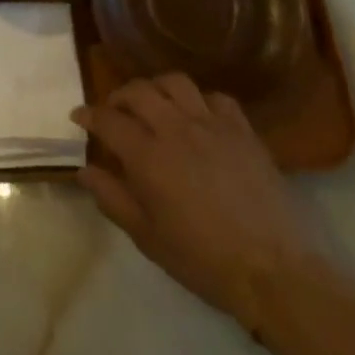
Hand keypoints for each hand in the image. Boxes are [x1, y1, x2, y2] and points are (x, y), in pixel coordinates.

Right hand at [73, 74, 334, 331]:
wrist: (275, 271)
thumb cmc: (203, 260)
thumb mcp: (147, 237)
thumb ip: (112, 199)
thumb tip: (84, 171)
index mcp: (147, 155)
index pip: (108, 119)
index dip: (89, 115)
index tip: (79, 118)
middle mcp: (176, 129)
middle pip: (139, 91)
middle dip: (119, 96)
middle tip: (114, 112)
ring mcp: (212, 125)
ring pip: (176, 83)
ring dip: (157, 88)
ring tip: (154, 105)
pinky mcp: (243, 131)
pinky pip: (216, 98)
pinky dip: (200, 100)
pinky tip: (198, 118)